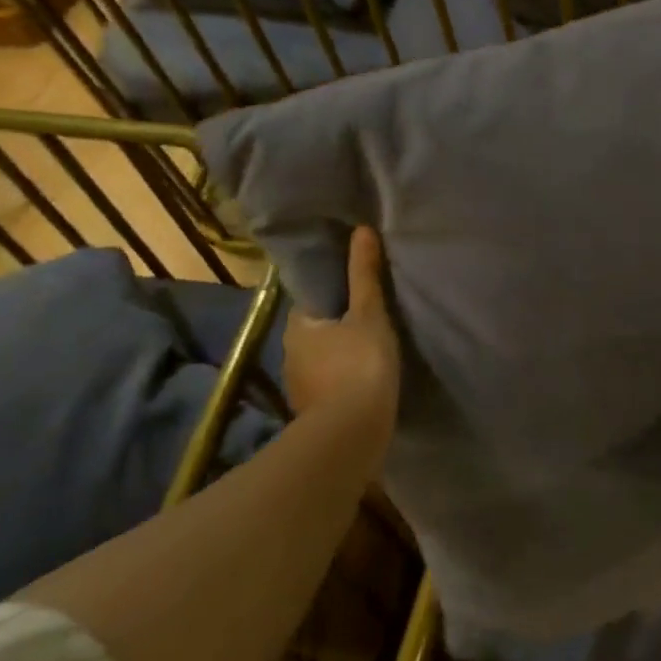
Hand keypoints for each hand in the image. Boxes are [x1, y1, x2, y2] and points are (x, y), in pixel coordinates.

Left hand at [282, 226, 400, 427]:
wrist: (352, 431)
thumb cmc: (360, 364)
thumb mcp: (369, 314)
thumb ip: (365, 275)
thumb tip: (362, 230)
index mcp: (298, 326)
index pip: (311, 300)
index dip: (332, 293)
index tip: (354, 290)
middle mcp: (290, 354)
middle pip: (315, 331)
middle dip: (336, 325)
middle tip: (368, 318)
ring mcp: (299, 386)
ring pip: (321, 360)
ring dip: (339, 355)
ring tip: (370, 351)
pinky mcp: (312, 411)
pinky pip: (328, 385)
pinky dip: (342, 380)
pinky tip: (363, 381)